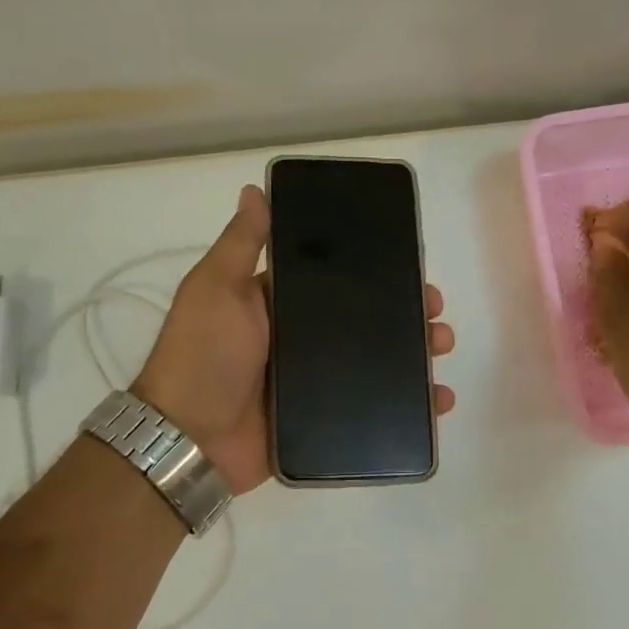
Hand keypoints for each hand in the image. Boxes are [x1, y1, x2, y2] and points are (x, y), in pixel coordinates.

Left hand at [133, 184, 456, 494]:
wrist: (189, 438)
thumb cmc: (203, 355)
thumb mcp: (215, 289)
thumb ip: (241, 245)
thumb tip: (255, 190)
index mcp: (280, 305)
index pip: (339, 281)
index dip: (377, 273)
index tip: (412, 268)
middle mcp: (302, 340)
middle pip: (366, 321)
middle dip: (406, 314)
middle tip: (434, 315)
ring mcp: (315, 383)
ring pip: (376, 362)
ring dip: (414, 354)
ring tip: (439, 348)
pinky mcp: (324, 422)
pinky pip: (373, 408)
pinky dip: (409, 406)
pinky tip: (438, 400)